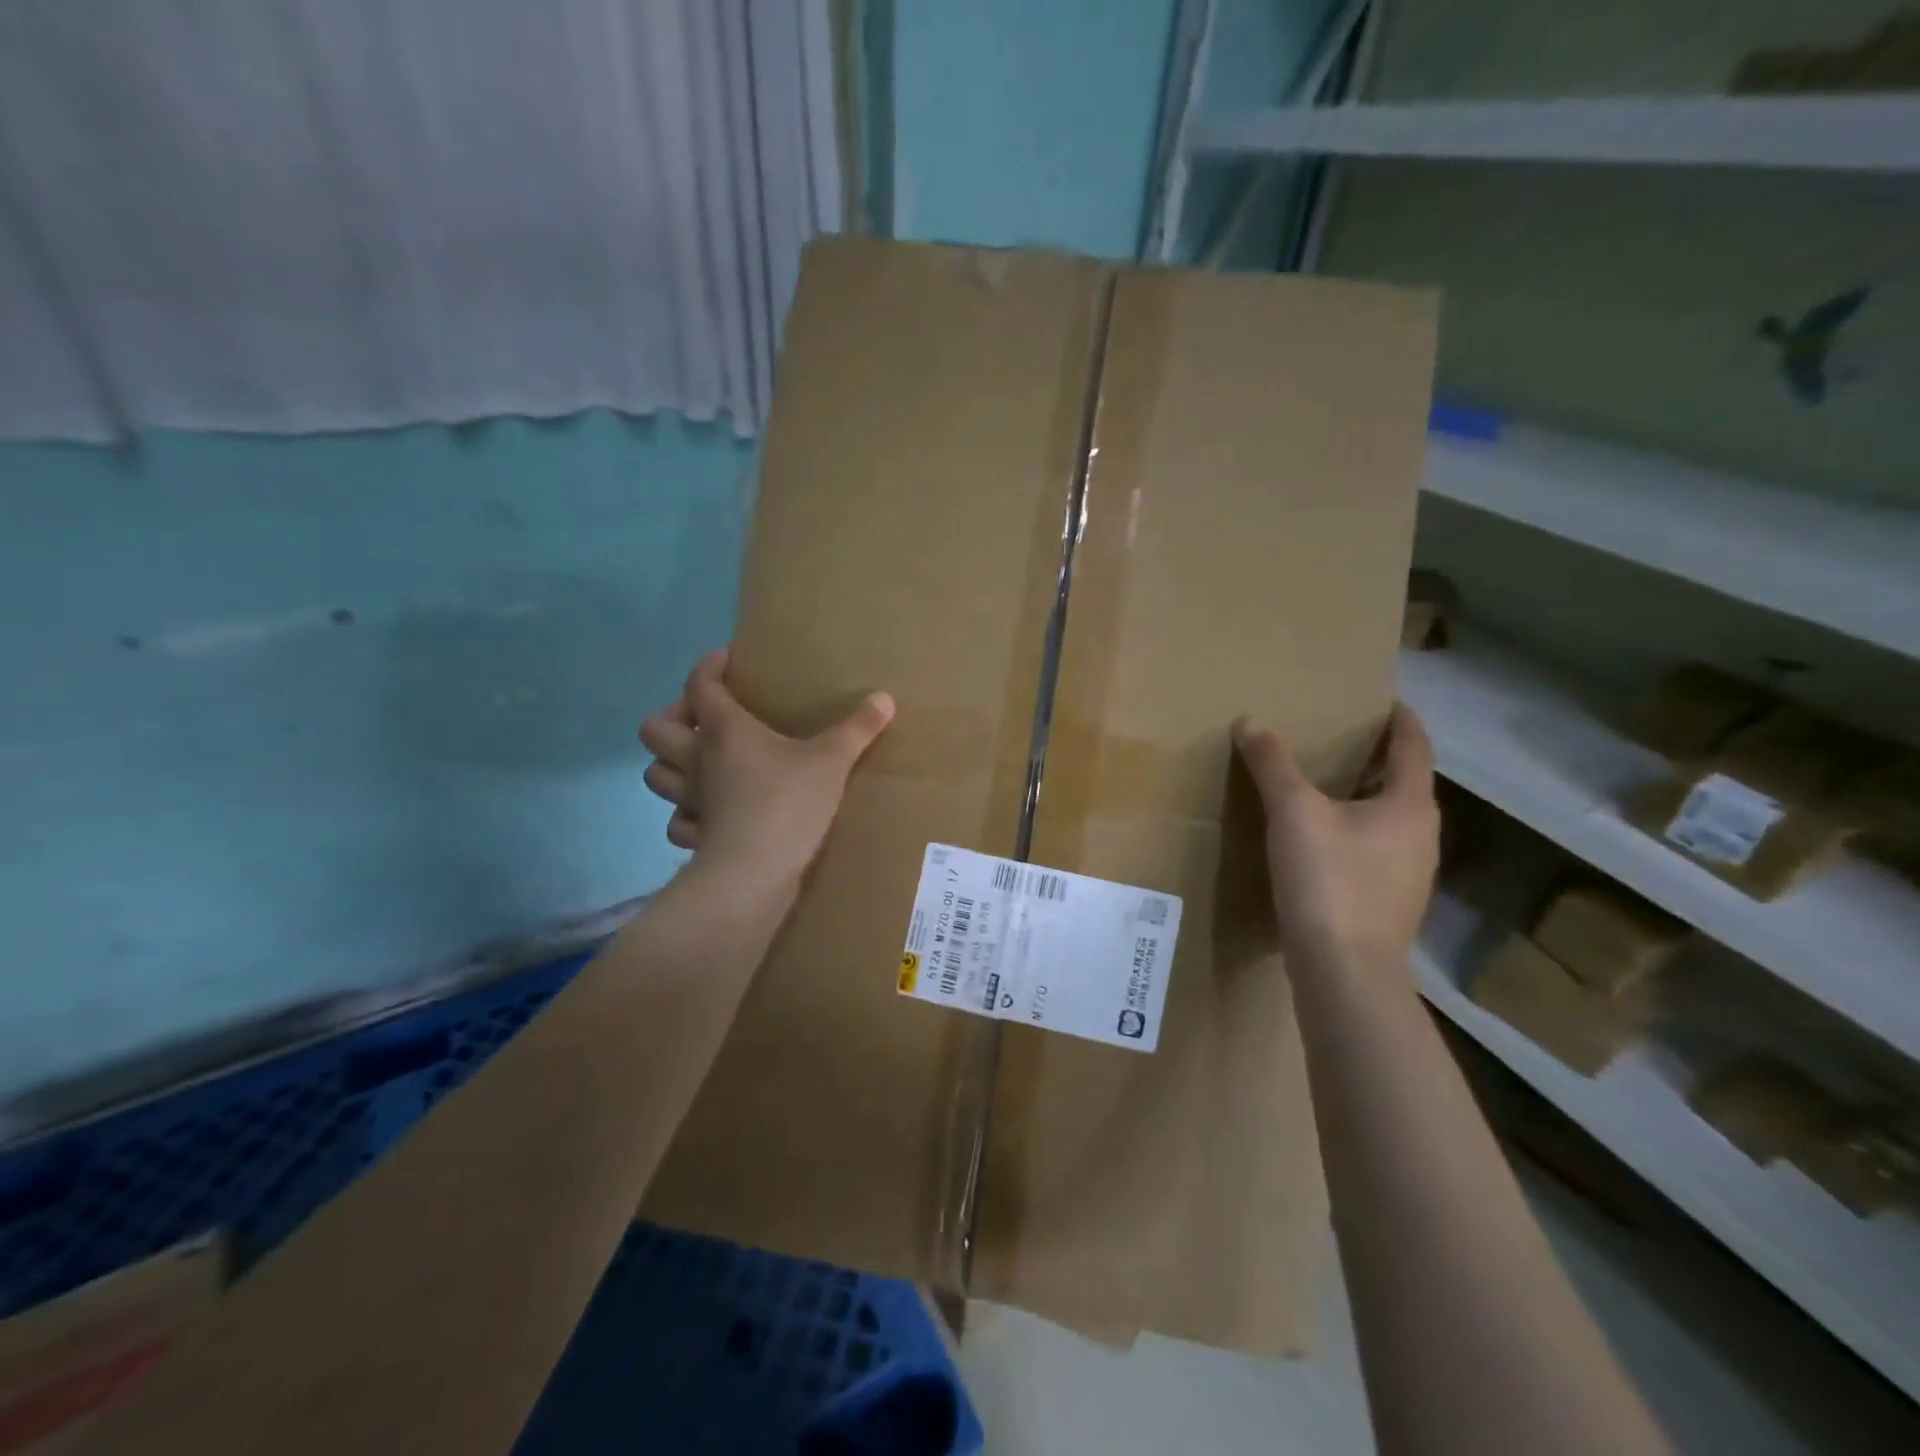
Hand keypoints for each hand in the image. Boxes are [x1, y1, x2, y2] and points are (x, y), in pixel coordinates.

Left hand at [639, 650, 894, 885]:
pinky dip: (688, 814)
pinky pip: (679, 821)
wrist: (754, 871)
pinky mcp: (696, 837)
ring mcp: (691, 801)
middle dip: (673, 718)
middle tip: (704, 721)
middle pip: (654, 729)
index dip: (708, 667)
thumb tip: (885, 698)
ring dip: (672, 765)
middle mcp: (697, 760)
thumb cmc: (788, 802)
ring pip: (657, 775)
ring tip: (703, 764)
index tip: (725, 661)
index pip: (700, 684)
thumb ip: (857, 729)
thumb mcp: (831, 761)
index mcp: (724, 730)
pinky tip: (711, 814)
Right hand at [1232, 704, 1438, 973]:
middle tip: (1343, 737)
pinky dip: (1354, 831)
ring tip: (1326, 784)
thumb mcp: (1294, 813)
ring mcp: (1409, 876)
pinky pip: (1375, 851)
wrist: (1344, 972)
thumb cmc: (1329, 881)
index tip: (1386, 700)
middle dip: (1378, 758)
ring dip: (1365, 797)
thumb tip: (1250, 721)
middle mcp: (1421, 838)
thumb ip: (1272, 765)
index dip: (1401, 720)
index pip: (1414, 748)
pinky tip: (1321, 840)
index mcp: (1410, 807)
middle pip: (1404, 784)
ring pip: (1389, 821)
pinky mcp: (1388, 904)